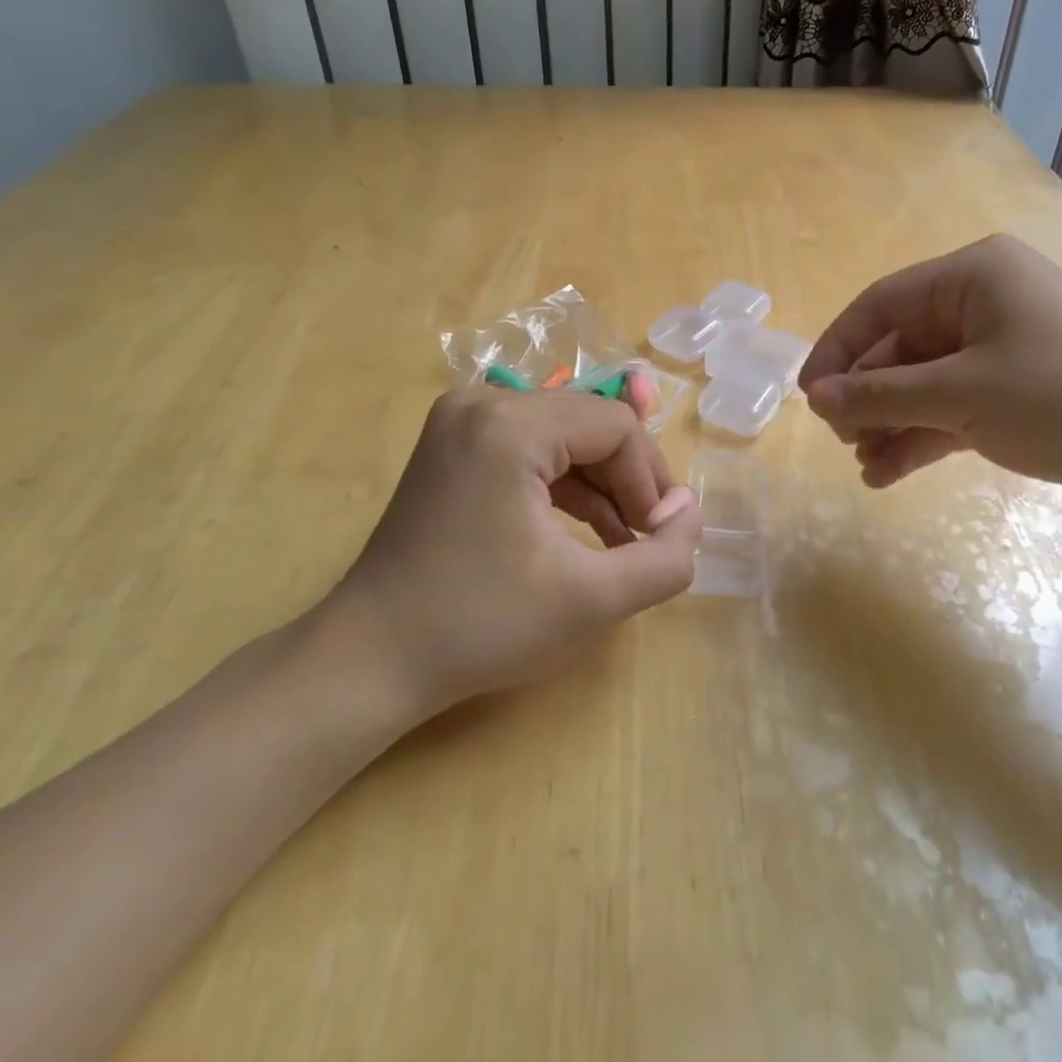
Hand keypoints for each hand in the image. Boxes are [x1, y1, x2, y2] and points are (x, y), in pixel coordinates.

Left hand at [318, 388, 702, 735]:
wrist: (371, 659)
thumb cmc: (482, 626)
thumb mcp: (592, 600)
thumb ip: (664, 559)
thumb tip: (690, 514)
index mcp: (509, 424)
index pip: (616, 426)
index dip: (651, 480)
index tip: (660, 537)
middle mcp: (482, 402)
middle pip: (590, 424)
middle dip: (629, 480)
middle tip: (647, 538)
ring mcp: (461, 420)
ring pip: (564, 436)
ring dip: (602, 485)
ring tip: (624, 543)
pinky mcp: (455, 445)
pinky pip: (532, 449)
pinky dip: (565, 485)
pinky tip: (589, 531)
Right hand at [799, 234, 1061, 514]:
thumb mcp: (961, 394)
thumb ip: (881, 395)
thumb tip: (816, 400)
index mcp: (974, 275)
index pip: (881, 304)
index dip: (838, 350)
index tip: (808, 398)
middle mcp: (988, 302)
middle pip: (903, 346)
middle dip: (868, 395)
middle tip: (840, 439)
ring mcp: (1007, 349)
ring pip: (927, 382)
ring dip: (891, 422)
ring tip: (864, 466)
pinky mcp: (1023, 393)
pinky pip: (956, 408)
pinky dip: (924, 436)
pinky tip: (890, 473)